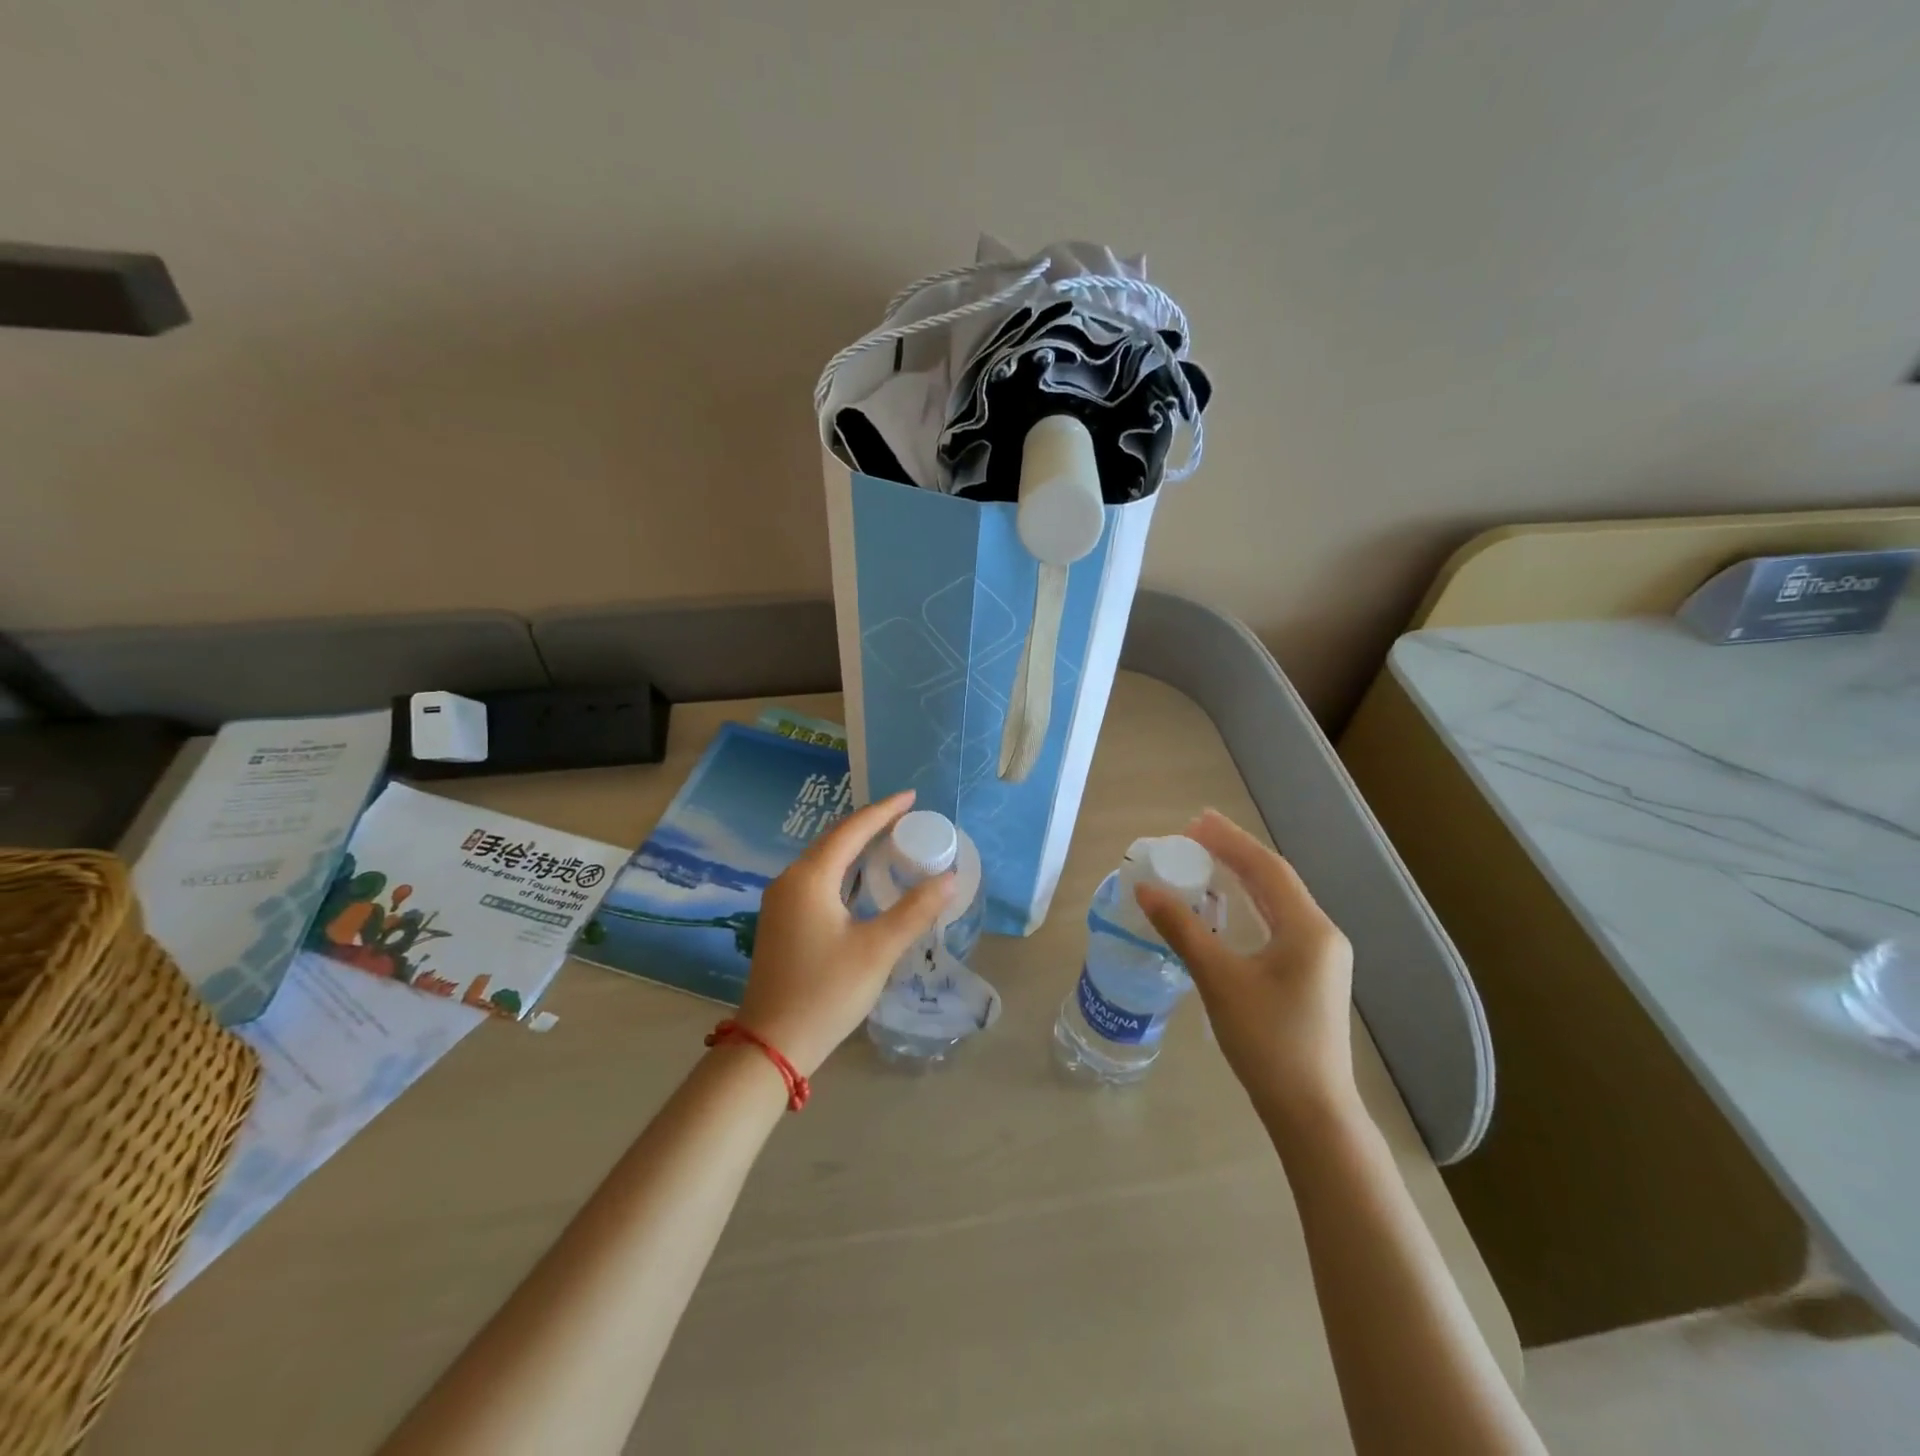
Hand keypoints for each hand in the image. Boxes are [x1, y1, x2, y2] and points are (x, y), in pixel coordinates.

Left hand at [734, 790, 953, 1077]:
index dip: (883, 811)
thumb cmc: (827, 991)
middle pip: (834, 840)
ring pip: (823, 860)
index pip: (851, 830)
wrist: (772, 1043)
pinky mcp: (781, 922)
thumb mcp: (877, 949)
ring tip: (889, 840)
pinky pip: (816, 879)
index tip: (911, 797)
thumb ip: (915, 911)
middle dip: (869, 825)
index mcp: (810, 878)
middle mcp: (789, 881)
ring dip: (855, 847)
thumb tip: (949, 878)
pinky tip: (861, 880)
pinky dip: (843, 870)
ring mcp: (780, 902)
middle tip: (905, 817)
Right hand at [1135, 809, 1356, 1133]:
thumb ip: (1182, 929)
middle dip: (1235, 852)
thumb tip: (1145, 889)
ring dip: (1243, 875)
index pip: (1266, 868)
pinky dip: (1251, 902)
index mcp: (1308, 928)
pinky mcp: (1311, 975)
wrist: (1311, 1110)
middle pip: (1274, 879)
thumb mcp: (1219, 980)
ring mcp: (1320, 956)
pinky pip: (1279, 922)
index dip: (1230, 840)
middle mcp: (1321, 934)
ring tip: (1207, 857)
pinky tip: (1229, 903)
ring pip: (1278, 900)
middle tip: (1194, 832)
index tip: (1194, 821)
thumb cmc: (1267, 1041)